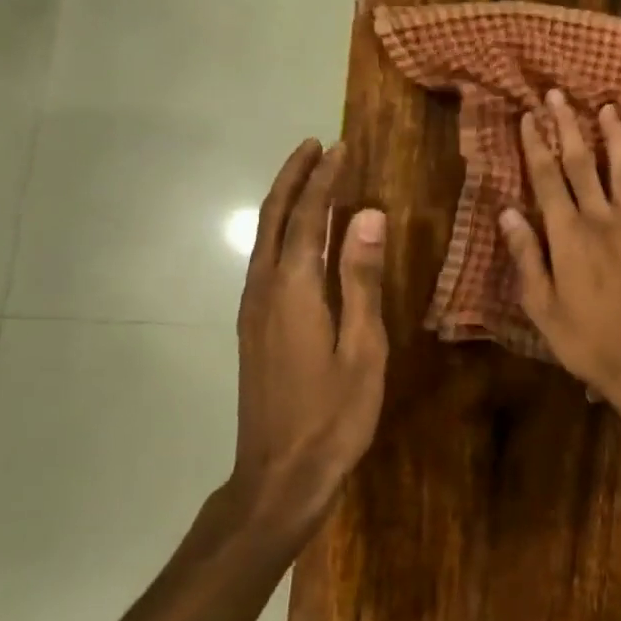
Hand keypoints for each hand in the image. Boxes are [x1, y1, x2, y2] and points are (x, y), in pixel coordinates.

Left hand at [230, 140, 387, 541]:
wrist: (279, 474)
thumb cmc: (334, 415)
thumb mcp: (363, 348)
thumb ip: (362, 280)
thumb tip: (368, 216)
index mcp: (294, 290)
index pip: (308, 218)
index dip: (324, 180)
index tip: (340, 148)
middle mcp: (264, 290)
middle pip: (273, 219)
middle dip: (293, 178)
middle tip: (314, 146)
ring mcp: (253, 311)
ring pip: (264, 240)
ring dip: (284, 203)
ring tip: (308, 179)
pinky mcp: (253, 329)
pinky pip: (264, 262)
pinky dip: (280, 233)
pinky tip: (297, 239)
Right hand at [499, 90, 620, 413]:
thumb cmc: (584, 341)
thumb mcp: (541, 305)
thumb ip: (526, 256)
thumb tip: (506, 212)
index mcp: (568, 236)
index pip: (547, 179)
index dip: (537, 146)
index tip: (529, 116)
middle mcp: (603, 221)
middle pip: (584, 165)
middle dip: (570, 128)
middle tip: (560, 96)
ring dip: (618, 139)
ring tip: (612, 109)